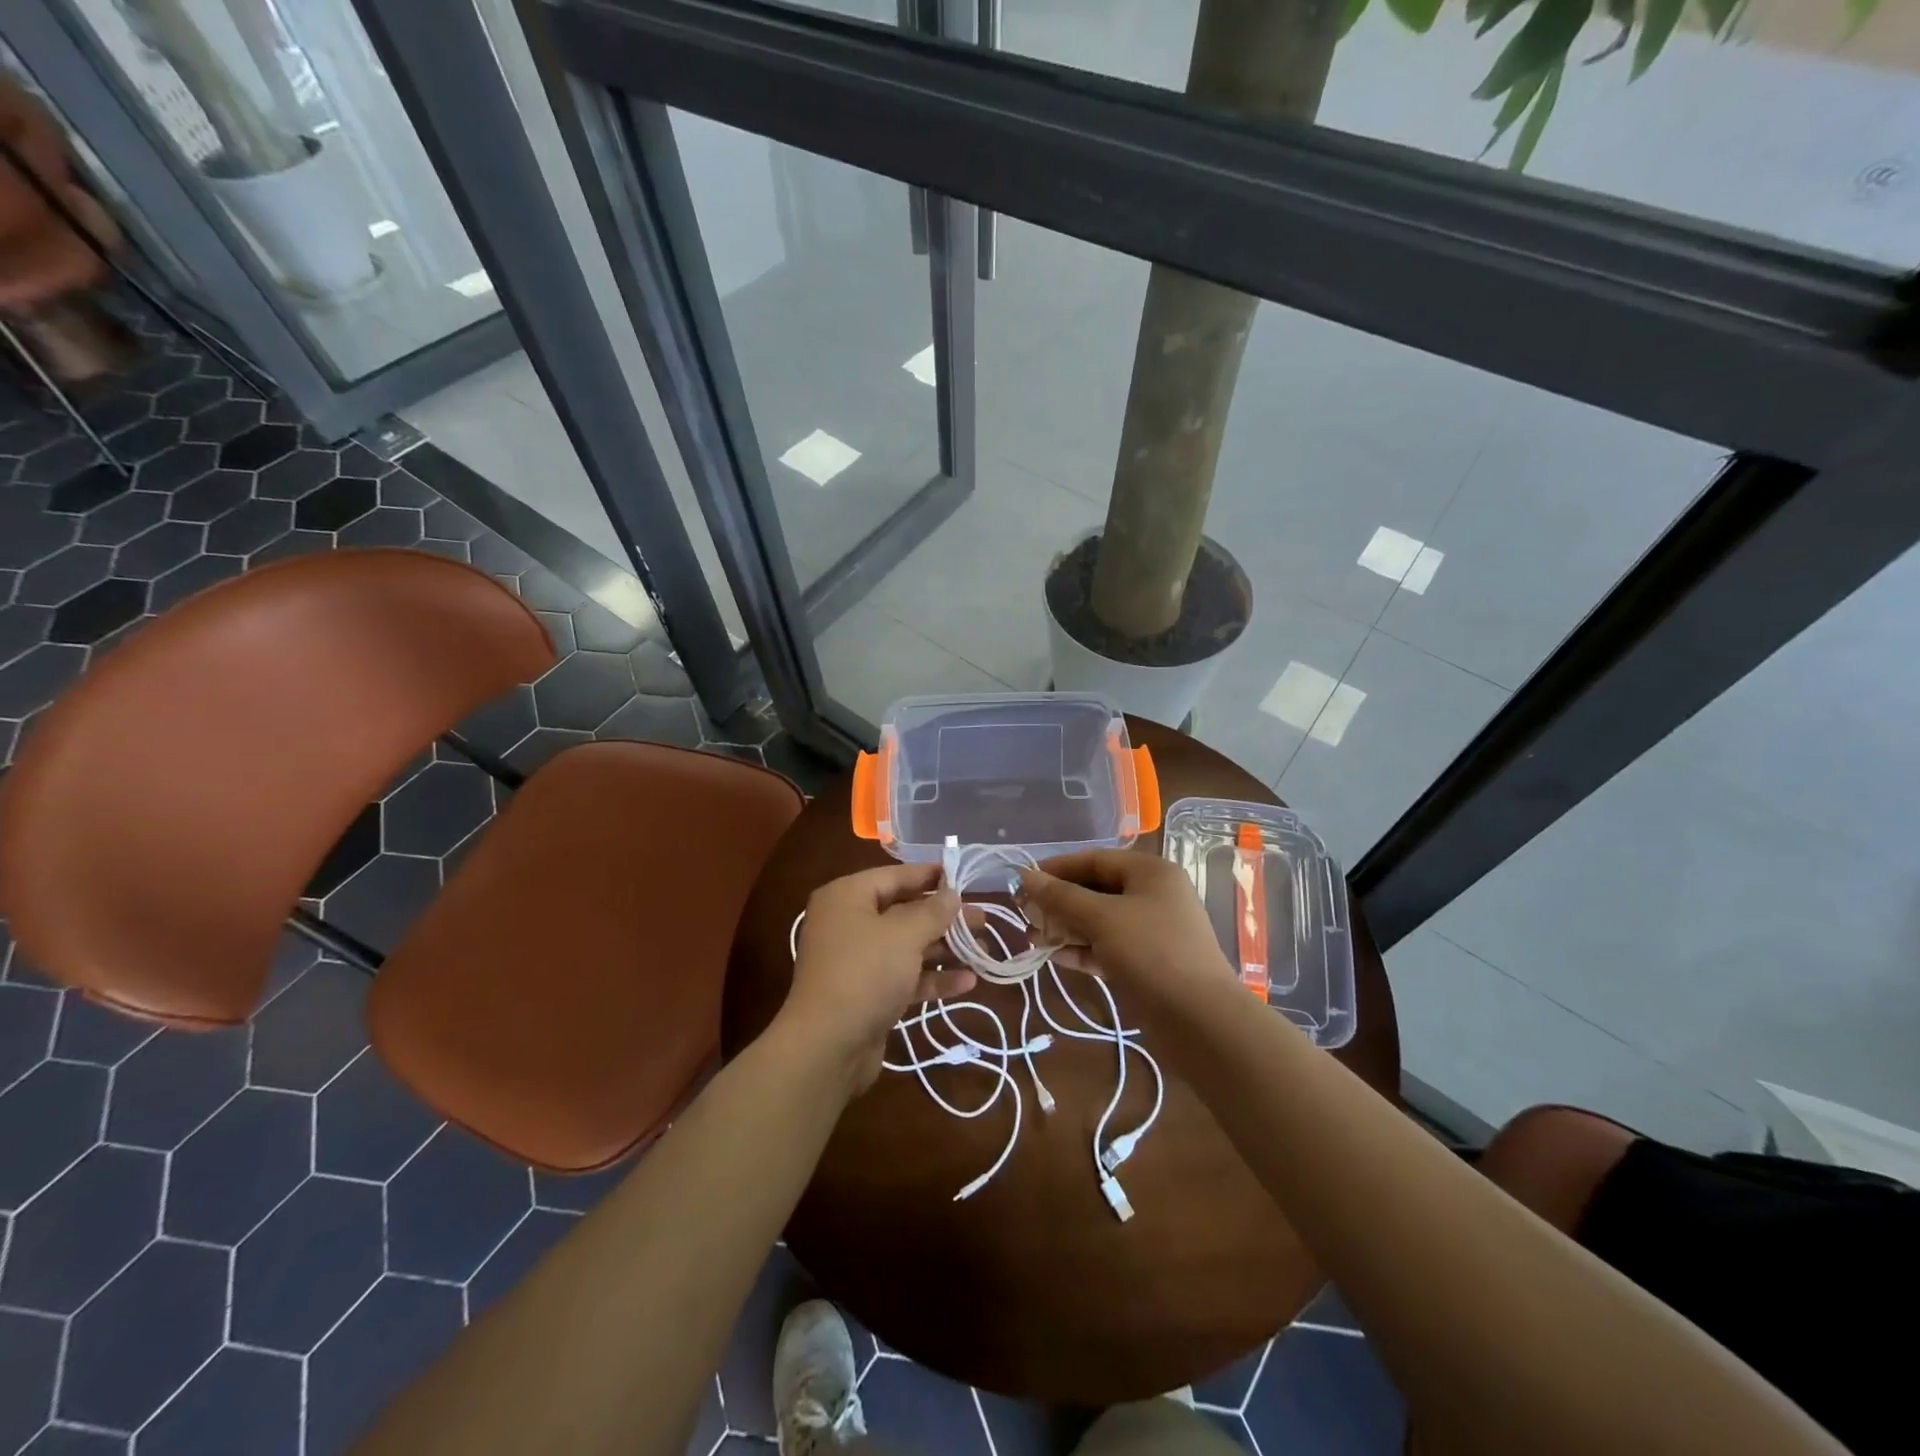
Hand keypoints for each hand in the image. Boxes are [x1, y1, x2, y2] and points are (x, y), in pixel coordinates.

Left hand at [780, 863, 974, 1091]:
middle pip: (903, 912)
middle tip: (982, 918)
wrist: (827, 1046)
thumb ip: (932, 912)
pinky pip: (904, 976)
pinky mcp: (867, 994)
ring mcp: (857, 961)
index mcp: (847, 898)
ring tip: (982, 950)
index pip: (894, 876)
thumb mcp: (904, 935)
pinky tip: (968, 982)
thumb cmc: (865, 973)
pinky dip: (933, 977)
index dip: (929, 875)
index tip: (962, 875)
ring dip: (944, 948)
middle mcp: (848, 924)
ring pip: (907, 946)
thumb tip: (952, 894)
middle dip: (944, 917)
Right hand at [1016, 850, 1235, 1016]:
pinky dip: (1081, 949)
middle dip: (1059, 902)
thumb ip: (1061, 897)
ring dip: (1065, 928)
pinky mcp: (1146, 962)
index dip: (1056, 869)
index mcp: (1149, 872)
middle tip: (1025, 915)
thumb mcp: (1102, 918)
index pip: (1094, 860)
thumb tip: (1025, 876)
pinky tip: (1053, 956)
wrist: (1201, 1020)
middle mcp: (1152, 895)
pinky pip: (1106, 947)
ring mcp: (1150, 931)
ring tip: (1032, 939)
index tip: (1022, 882)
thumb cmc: (1151, 952)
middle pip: (1095, 890)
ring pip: (1099, 921)